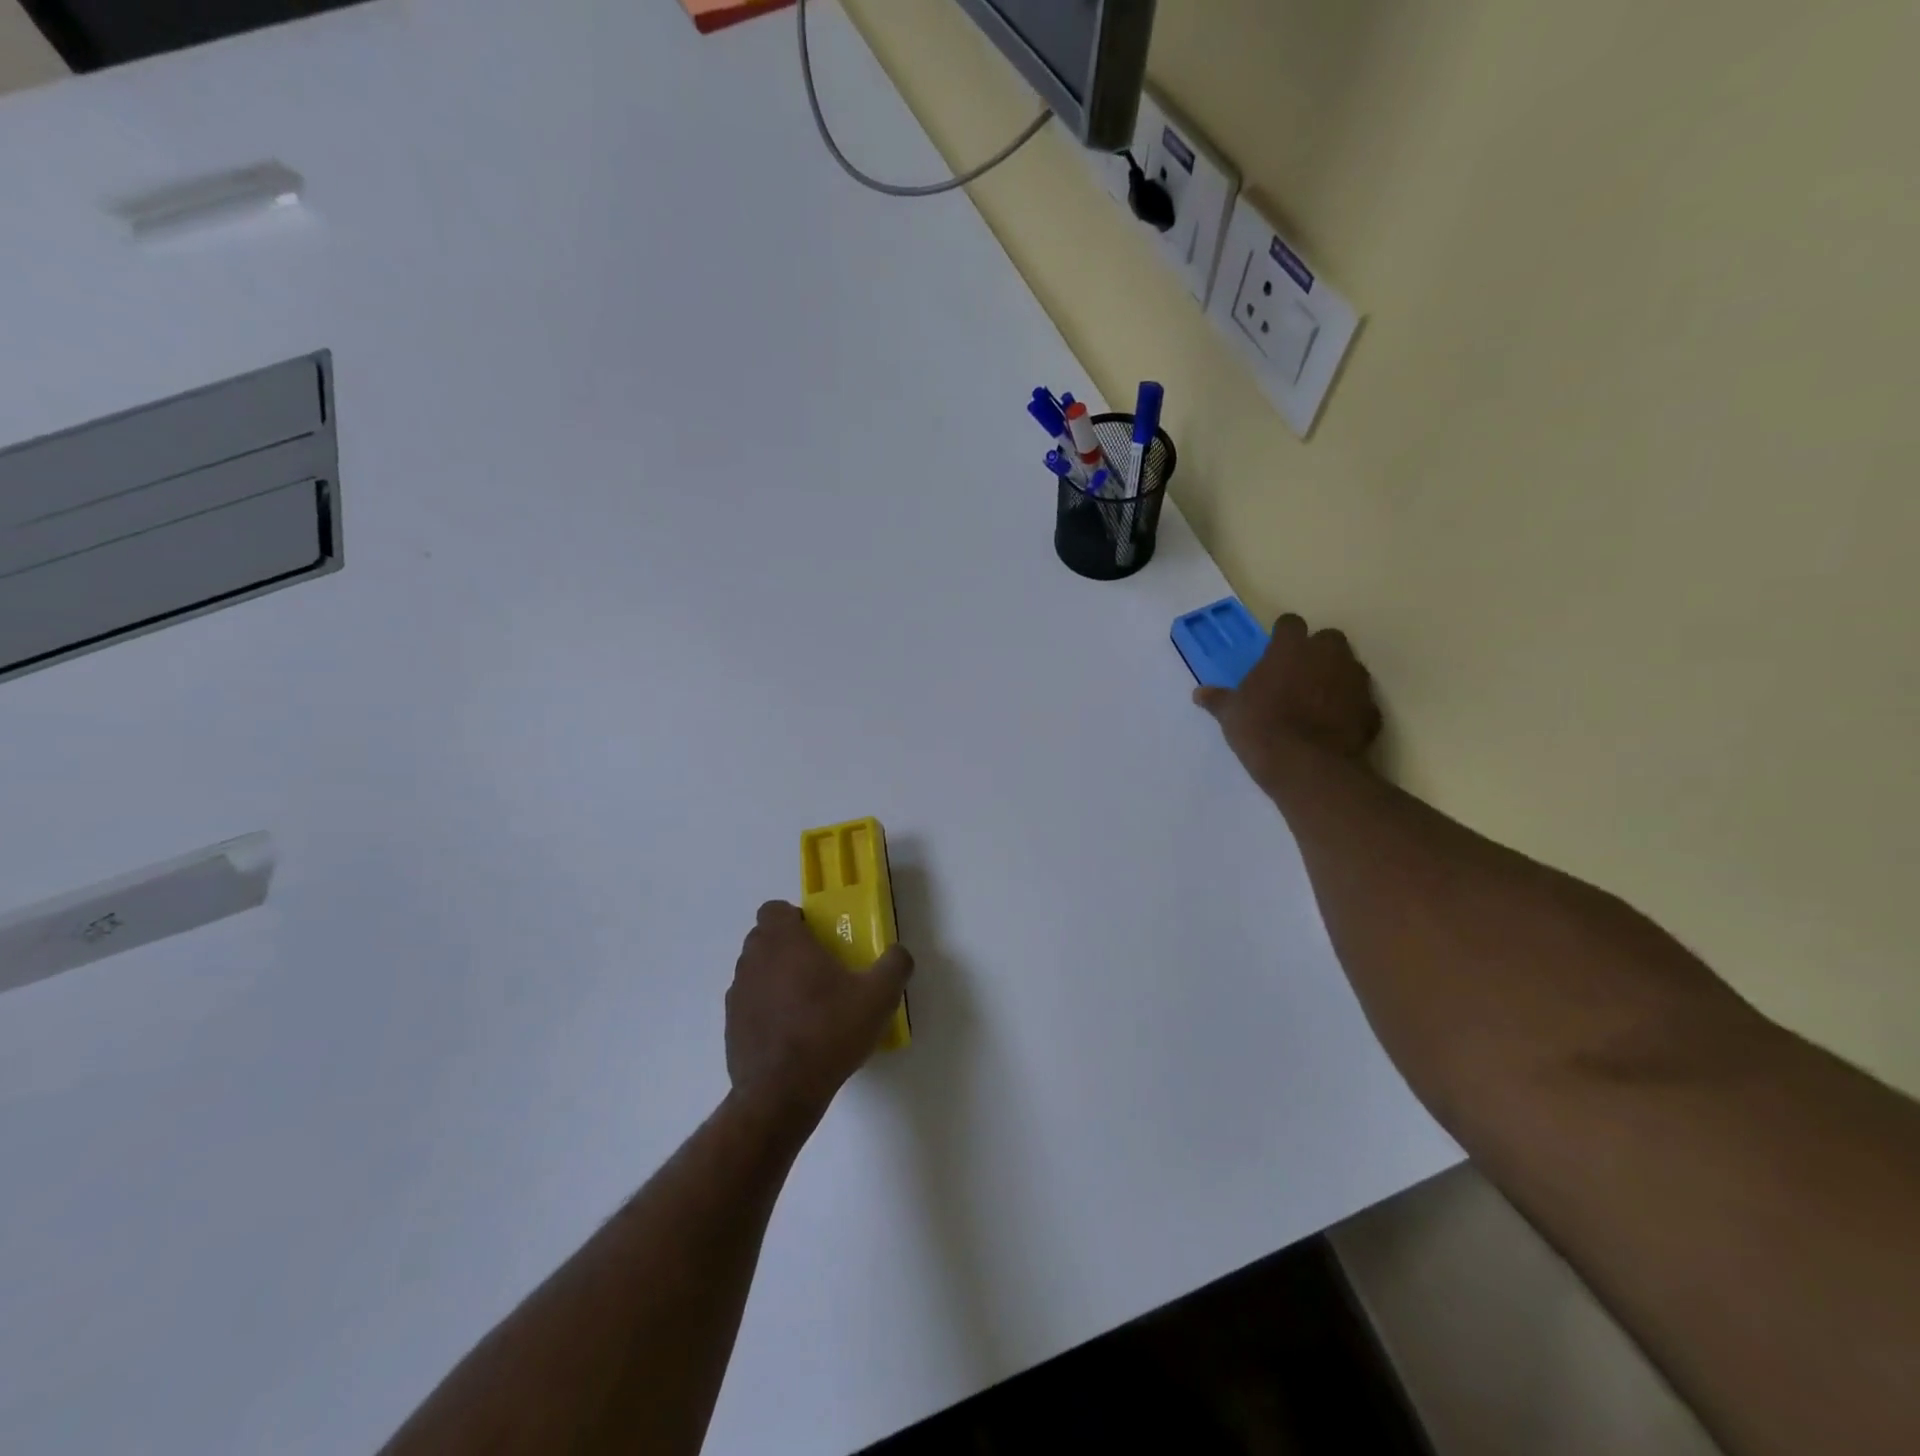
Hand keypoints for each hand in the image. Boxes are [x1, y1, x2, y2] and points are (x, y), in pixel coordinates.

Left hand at [725, 901, 913, 1129]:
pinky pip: (750, 1004)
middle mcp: (753, 961)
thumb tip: (898, 953)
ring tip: (807, 1005)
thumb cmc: (828, 1032)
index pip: (774, 909)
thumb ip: (894, 965)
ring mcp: (737, 995)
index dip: (795, 918)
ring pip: (755, 971)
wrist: (781, 1094)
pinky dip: (766, 1009)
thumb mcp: (878, 997)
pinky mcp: (731, 1027)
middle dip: (788, 946)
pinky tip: (791, 1034)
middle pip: (764, 938)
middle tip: (820, 969)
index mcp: (783, 942)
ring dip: (775, 977)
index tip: (818, 938)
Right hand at [1194, 614, 1381, 784]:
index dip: (1283, 636)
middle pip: (1328, 639)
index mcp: (1291, 648)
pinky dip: (1350, 708)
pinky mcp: (1372, 709)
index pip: (1290, 624)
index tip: (1275, 652)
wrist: (1307, 767)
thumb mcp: (1231, 714)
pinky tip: (1334, 726)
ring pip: (1349, 667)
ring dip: (1336, 678)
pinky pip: (1360, 701)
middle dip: (1317, 652)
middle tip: (1298, 675)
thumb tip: (1199, 693)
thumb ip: (1219, 699)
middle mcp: (1327, 655)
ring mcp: (1355, 680)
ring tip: (1317, 702)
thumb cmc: (1261, 729)